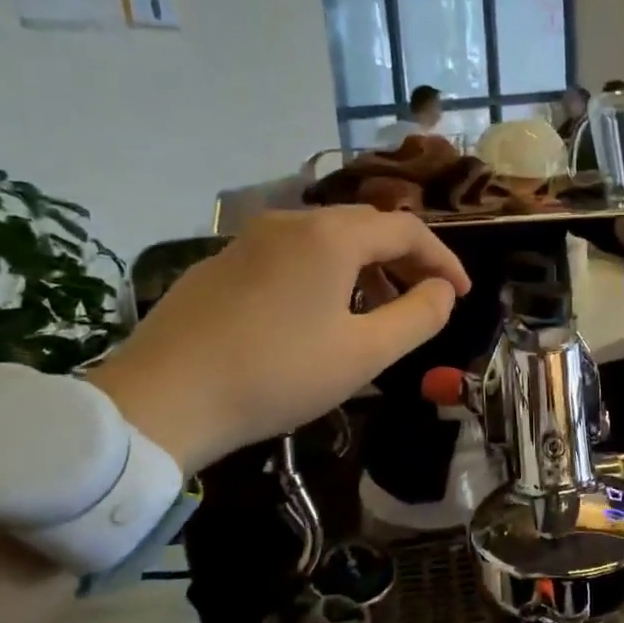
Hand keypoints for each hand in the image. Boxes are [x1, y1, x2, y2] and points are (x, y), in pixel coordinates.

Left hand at [88, 208, 469, 472]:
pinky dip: (324, 274)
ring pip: (326, 239)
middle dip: (405, 260)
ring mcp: (248, 240)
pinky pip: (290, 255)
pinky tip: (317, 316)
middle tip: (425, 300)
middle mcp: (290, 222)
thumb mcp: (365, 354)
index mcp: (330, 237)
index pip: (407, 230)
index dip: (443, 260)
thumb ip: (418, 317)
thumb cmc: (277, 375)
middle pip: (366, 227)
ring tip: (376, 312)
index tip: (462, 295)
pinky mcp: (220, 264)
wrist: (161, 400)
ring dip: (365, 267)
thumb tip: (442, 291)